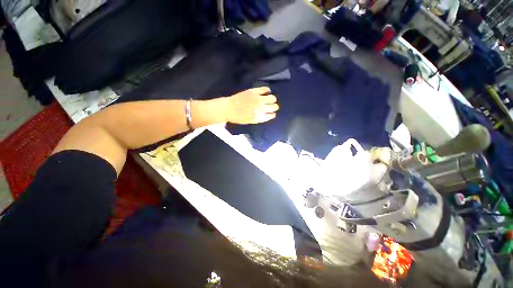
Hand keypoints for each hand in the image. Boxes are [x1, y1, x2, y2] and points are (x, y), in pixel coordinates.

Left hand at [225, 87, 278, 123]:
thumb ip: (262, 118)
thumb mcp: (252, 121)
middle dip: (274, 106)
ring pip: (272, 97)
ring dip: (272, 99)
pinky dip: (267, 90)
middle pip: (275, 106)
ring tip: (268, 99)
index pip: (272, 115)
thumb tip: (270, 113)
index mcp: (261, 117)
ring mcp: (258, 99)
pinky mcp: (254, 91)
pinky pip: (265, 89)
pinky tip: (266, 92)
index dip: (272, 113)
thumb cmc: (239, 117)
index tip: (271, 112)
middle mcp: (261, 108)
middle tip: (270, 105)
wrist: (229, 109)